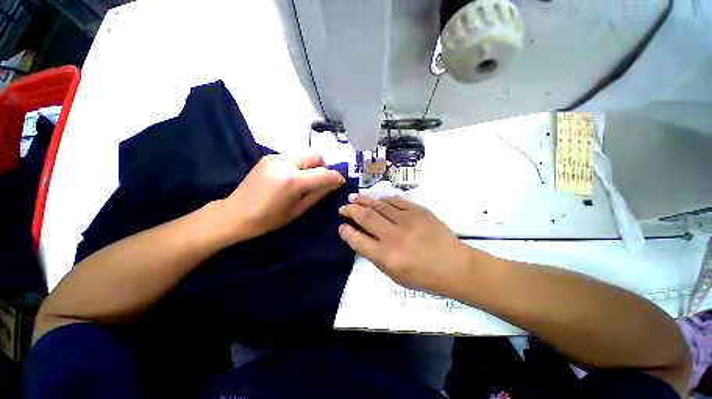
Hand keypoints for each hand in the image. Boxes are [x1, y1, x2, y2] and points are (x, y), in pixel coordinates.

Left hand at [218, 153, 344, 243]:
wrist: (234, 214)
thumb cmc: (268, 219)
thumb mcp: (298, 210)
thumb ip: (319, 194)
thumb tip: (335, 183)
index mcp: (292, 181)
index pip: (324, 173)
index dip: (336, 177)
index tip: (341, 181)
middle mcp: (285, 163)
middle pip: (315, 155)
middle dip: (323, 167)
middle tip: (321, 181)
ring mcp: (275, 157)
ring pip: (304, 154)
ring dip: (312, 165)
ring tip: (306, 180)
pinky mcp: (268, 157)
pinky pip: (293, 156)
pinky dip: (300, 165)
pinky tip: (292, 177)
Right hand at [338, 194, 472, 294]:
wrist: (454, 266)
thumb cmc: (422, 276)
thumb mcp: (393, 275)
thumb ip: (374, 255)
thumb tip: (360, 237)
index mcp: (386, 257)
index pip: (358, 240)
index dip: (347, 232)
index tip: (341, 226)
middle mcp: (394, 237)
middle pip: (366, 217)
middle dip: (351, 210)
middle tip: (343, 207)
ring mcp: (407, 221)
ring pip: (379, 205)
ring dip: (364, 200)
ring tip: (354, 198)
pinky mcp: (418, 211)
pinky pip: (396, 201)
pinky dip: (383, 199)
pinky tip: (377, 200)